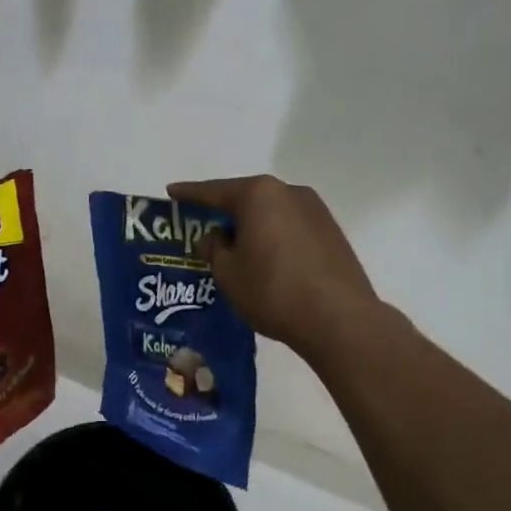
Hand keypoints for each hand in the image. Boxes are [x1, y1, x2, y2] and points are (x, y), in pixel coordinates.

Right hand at [167, 175, 381, 363]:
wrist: (339, 319)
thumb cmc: (273, 290)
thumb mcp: (228, 272)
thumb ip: (215, 248)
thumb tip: (218, 236)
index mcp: (259, 194)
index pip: (214, 191)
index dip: (189, 194)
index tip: (171, 192)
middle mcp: (289, 192)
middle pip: (247, 198)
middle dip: (224, 211)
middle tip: (203, 225)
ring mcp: (316, 211)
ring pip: (271, 213)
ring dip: (252, 226)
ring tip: (235, 248)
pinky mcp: (332, 233)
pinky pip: (290, 228)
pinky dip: (273, 237)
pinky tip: (266, 259)